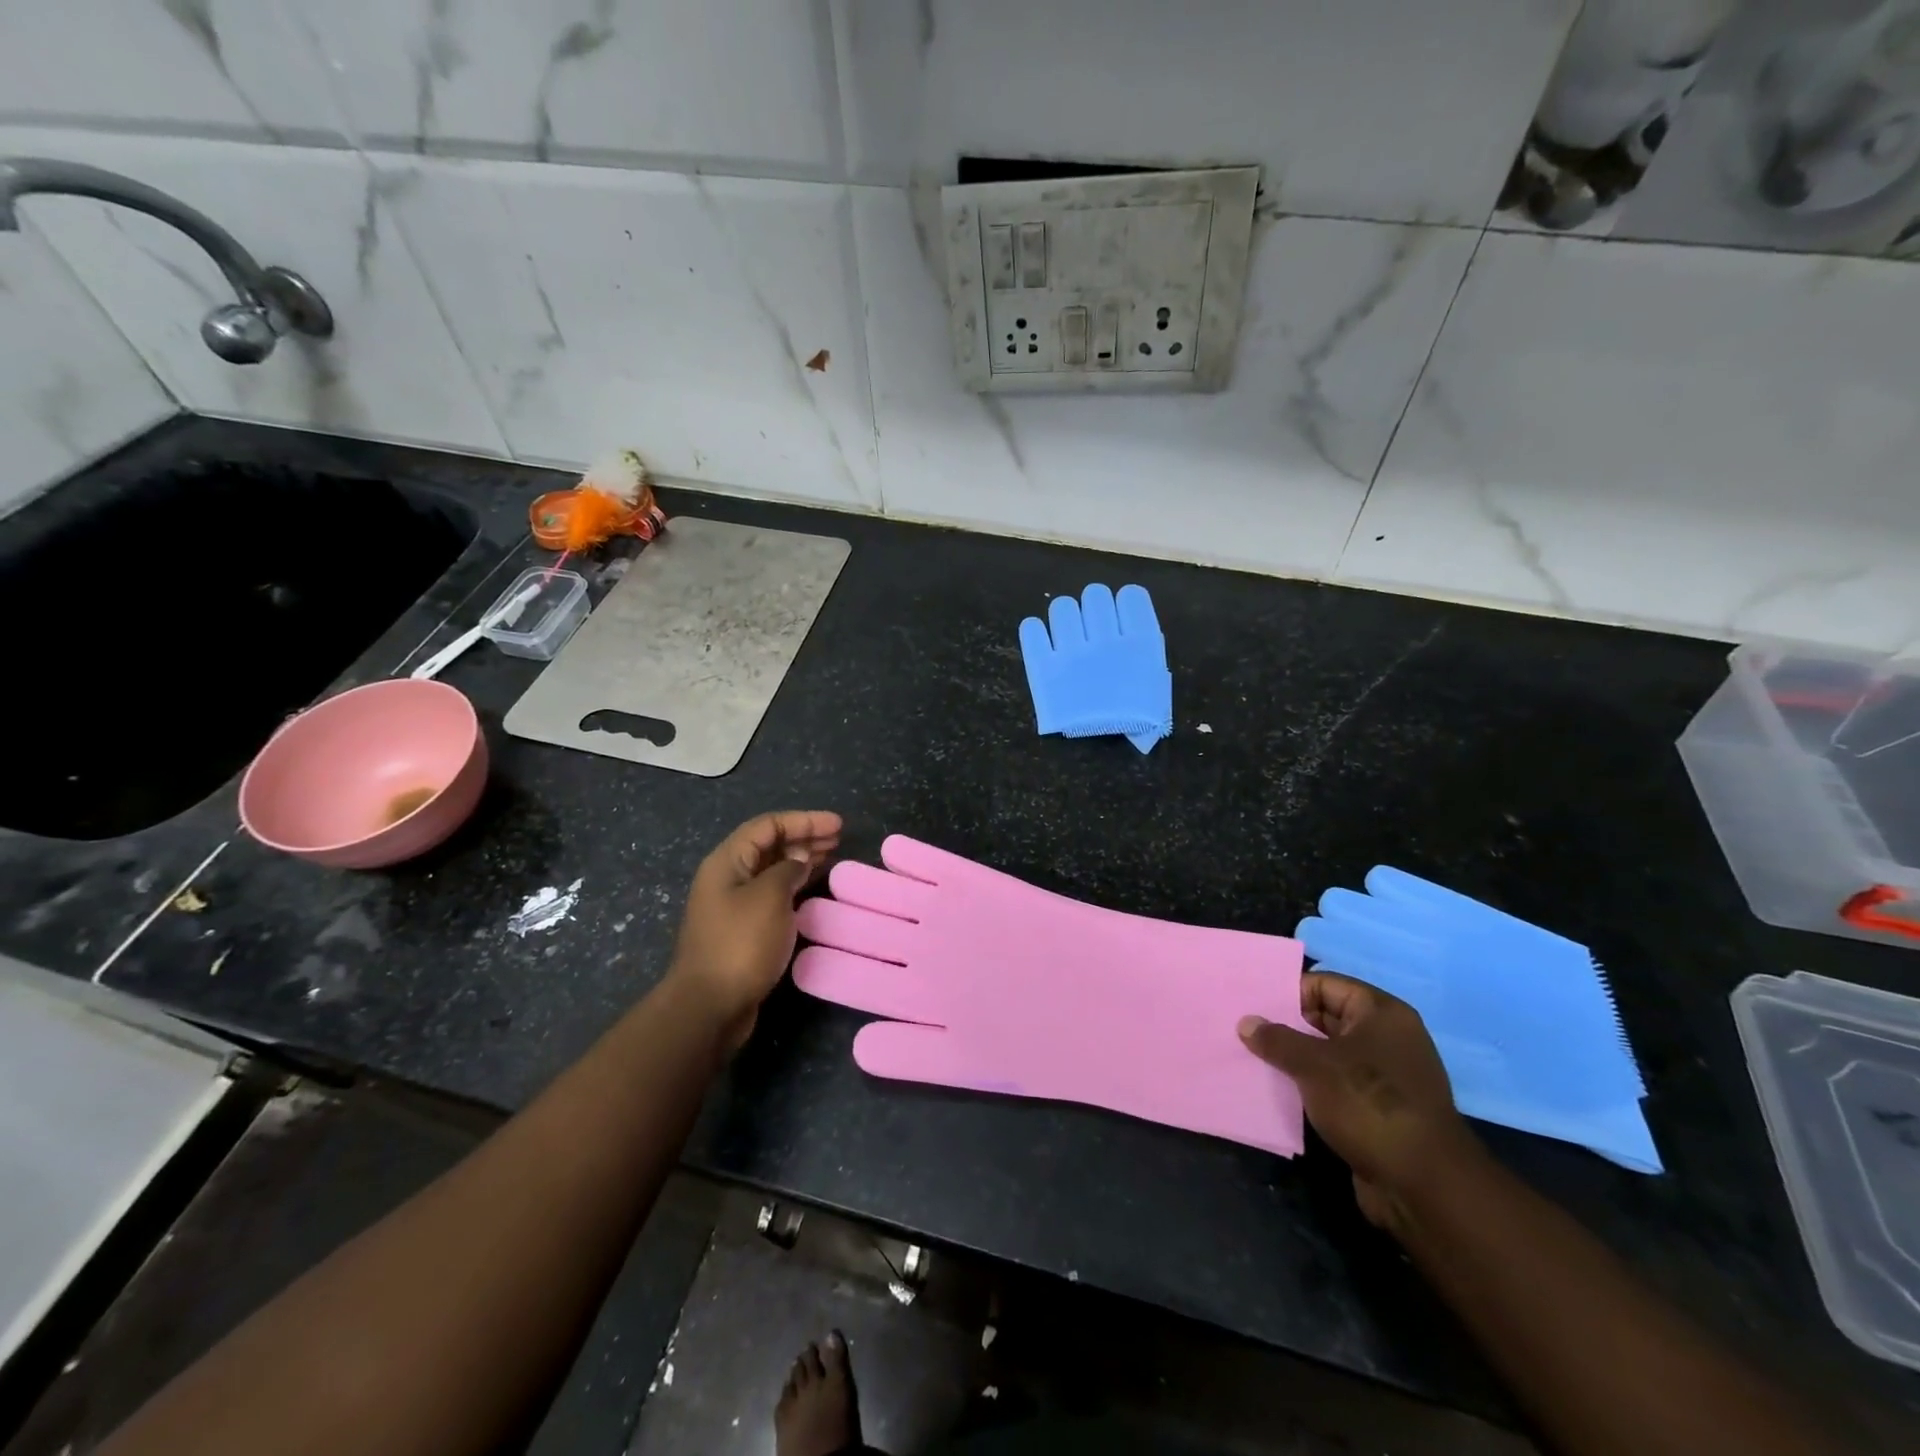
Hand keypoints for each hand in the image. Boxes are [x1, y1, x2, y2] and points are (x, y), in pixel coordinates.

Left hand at [668, 811, 841, 1046]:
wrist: (709, 1006)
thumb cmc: (740, 944)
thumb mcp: (770, 897)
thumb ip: (788, 870)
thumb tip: (798, 862)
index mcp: (727, 862)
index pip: (768, 825)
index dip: (804, 820)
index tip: (838, 825)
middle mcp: (728, 877)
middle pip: (769, 845)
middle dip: (804, 837)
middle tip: (838, 839)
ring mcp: (733, 905)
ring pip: (772, 870)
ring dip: (801, 860)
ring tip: (831, 857)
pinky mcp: (742, 929)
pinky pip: (772, 894)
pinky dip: (795, 885)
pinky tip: (813, 888)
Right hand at [1239, 972, 1480, 1230]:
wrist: (1424, 1186)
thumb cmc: (1369, 1104)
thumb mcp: (1313, 1064)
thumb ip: (1277, 1039)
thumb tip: (1247, 1022)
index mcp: (1381, 1013)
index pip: (1325, 984)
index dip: (1288, 992)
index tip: (1253, 1005)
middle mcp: (1388, 1038)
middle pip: (1327, 1018)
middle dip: (1288, 1025)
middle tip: (1246, 1030)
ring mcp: (1387, 1076)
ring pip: (1330, 1054)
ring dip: (1297, 1058)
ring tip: (1255, 1058)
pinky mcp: (1382, 1110)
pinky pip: (1338, 1085)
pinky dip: (1312, 1086)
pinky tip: (1281, 1091)